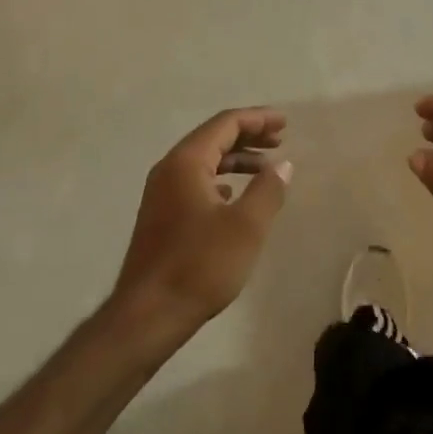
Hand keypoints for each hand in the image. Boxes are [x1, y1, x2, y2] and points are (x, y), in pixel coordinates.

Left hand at [112, 109, 291, 343]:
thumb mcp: (246, 227)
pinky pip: (195, 182)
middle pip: (213, 138)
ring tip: (266, 168)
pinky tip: (233, 195)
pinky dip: (220, 179)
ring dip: (236, 159)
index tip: (284, 123)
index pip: (225, 124)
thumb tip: (283, 165)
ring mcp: (161, 193)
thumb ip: (268, 190)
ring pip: (204, 161)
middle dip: (248, 135)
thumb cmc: (200, 265)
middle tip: (280, 139)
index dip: (257, 119)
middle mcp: (169, 169)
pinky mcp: (161, 216)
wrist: (148, 315)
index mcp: (186, 162)